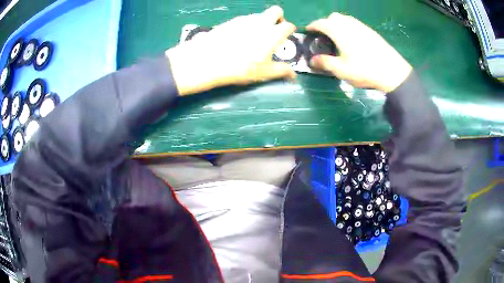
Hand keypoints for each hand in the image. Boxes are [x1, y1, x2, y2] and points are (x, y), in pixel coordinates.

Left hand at [166, 6, 295, 95]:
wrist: (208, 59)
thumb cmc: (241, 67)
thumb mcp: (264, 72)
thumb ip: (281, 71)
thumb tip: (293, 75)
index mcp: (273, 33)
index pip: (289, 25)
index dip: (290, 31)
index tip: (286, 39)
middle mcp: (261, 22)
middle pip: (276, 11)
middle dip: (278, 18)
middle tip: (273, 32)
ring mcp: (245, 19)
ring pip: (259, 15)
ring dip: (262, 22)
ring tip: (253, 39)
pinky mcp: (231, 21)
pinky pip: (244, 19)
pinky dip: (247, 25)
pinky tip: (238, 38)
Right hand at [307, 13, 411, 92]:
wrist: (392, 71)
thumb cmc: (365, 70)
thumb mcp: (342, 70)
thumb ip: (325, 63)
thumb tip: (312, 61)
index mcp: (339, 31)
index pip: (321, 23)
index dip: (312, 26)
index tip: (308, 31)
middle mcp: (349, 24)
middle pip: (333, 17)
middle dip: (325, 23)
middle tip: (324, 36)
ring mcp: (361, 26)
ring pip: (345, 19)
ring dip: (337, 24)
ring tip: (337, 37)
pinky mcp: (370, 31)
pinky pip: (355, 23)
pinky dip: (348, 27)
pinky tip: (351, 40)